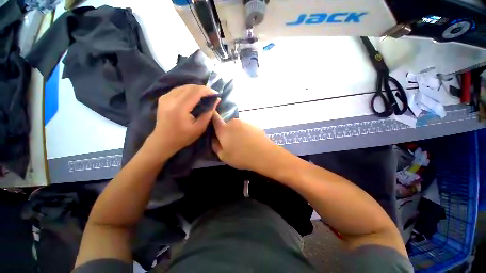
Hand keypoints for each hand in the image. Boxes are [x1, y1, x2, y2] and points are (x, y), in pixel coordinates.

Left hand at [149, 84, 218, 156]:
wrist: (163, 141)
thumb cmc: (183, 137)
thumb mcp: (200, 128)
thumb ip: (208, 113)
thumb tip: (216, 100)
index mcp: (180, 108)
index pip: (195, 92)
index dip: (207, 90)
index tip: (216, 94)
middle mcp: (171, 99)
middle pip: (190, 87)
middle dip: (203, 89)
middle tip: (211, 95)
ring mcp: (165, 97)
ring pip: (184, 86)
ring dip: (196, 89)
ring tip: (204, 95)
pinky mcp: (163, 98)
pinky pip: (178, 89)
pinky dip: (188, 90)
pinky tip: (194, 96)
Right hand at [211, 112, 281, 171]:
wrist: (264, 154)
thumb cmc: (241, 156)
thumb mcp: (223, 156)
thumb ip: (215, 146)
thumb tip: (214, 139)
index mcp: (224, 129)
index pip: (214, 118)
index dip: (212, 118)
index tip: (213, 123)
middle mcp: (233, 122)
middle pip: (227, 124)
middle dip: (227, 131)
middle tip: (231, 143)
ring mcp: (245, 122)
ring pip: (237, 126)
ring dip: (237, 132)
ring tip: (243, 143)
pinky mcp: (254, 124)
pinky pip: (246, 127)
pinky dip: (246, 132)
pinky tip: (251, 142)